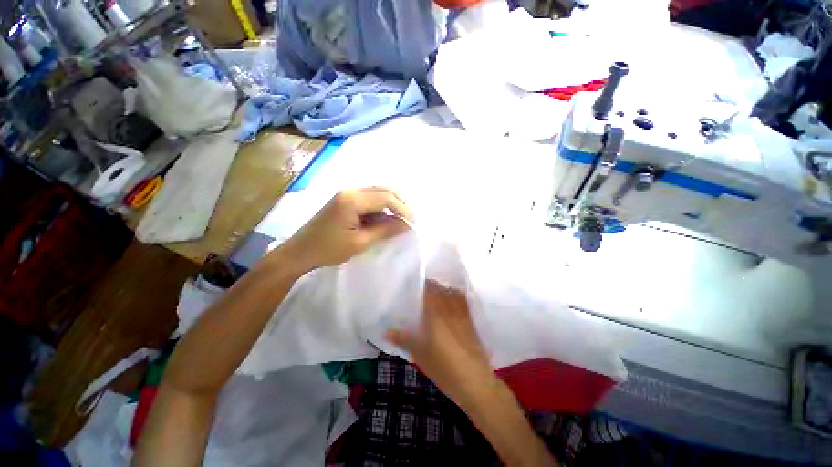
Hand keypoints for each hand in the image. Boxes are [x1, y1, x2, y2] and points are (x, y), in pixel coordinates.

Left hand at [278, 188, 413, 273]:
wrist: (300, 252)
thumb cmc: (328, 249)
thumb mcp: (360, 242)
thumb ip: (385, 230)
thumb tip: (407, 224)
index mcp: (352, 200)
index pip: (386, 198)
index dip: (402, 209)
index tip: (413, 223)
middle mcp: (351, 191)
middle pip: (383, 190)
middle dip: (399, 204)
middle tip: (410, 220)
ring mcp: (347, 194)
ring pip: (377, 194)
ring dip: (391, 206)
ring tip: (400, 221)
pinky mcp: (345, 201)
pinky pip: (369, 200)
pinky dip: (380, 209)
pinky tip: (384, 220)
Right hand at [386, 280, 496, 407]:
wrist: (475, 382)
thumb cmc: (444, 369)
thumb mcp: (421, 355)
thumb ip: (404, 340)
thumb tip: (386, 331)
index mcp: (436, 316)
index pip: (429, 291)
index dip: (422, 284)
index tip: (414, 283)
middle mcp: (449, 310)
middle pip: (441, 290)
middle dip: (431, 285)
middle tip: (422, 287)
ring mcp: (462, 314)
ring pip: (452, 293)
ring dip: (443, 288)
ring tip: (436, 290)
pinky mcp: (471, 321)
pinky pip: (463, 301)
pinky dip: (456, 295)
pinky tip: (452, 298)